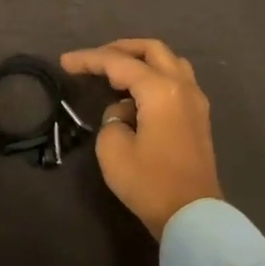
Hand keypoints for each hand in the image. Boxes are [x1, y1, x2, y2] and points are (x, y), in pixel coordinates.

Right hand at [61, 38, 220, 240]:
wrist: (192, 216)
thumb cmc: (150, 182)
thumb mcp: (113, 149)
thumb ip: (112, 119)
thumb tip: (125, 112)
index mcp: (160, 90)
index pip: (119, 63)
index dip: (89, 59)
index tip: (65, 61)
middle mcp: (182, 86)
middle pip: (152, 50)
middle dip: (120, 49)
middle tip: (94, 59)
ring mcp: (196, 101)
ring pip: (170, 62)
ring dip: (142, 60)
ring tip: (116, 73)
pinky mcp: (199, 117)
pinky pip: (176, 80)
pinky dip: (155, 76)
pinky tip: (137, 93)